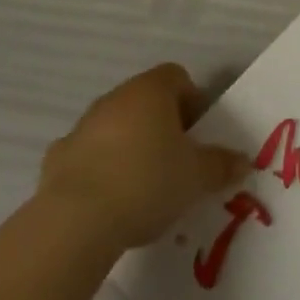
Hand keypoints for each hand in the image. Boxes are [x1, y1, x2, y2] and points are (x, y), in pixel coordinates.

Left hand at [37, 63, 248, 249]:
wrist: (75, 223)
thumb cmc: (147, 183)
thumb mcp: (197, 177)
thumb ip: (221, 165)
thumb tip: (242, 162)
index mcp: (151, 91)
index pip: (177, 76)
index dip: (191, 101)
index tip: (197, 134)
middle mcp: (116, 98)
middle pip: (145, 100)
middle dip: (161, 124)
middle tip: (175, 161)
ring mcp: (82, 126)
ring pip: (114, 126)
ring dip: (128, 145)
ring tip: (141, 186)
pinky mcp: (56, 159)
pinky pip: (86, 154)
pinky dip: (98, 168)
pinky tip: (107, 200)